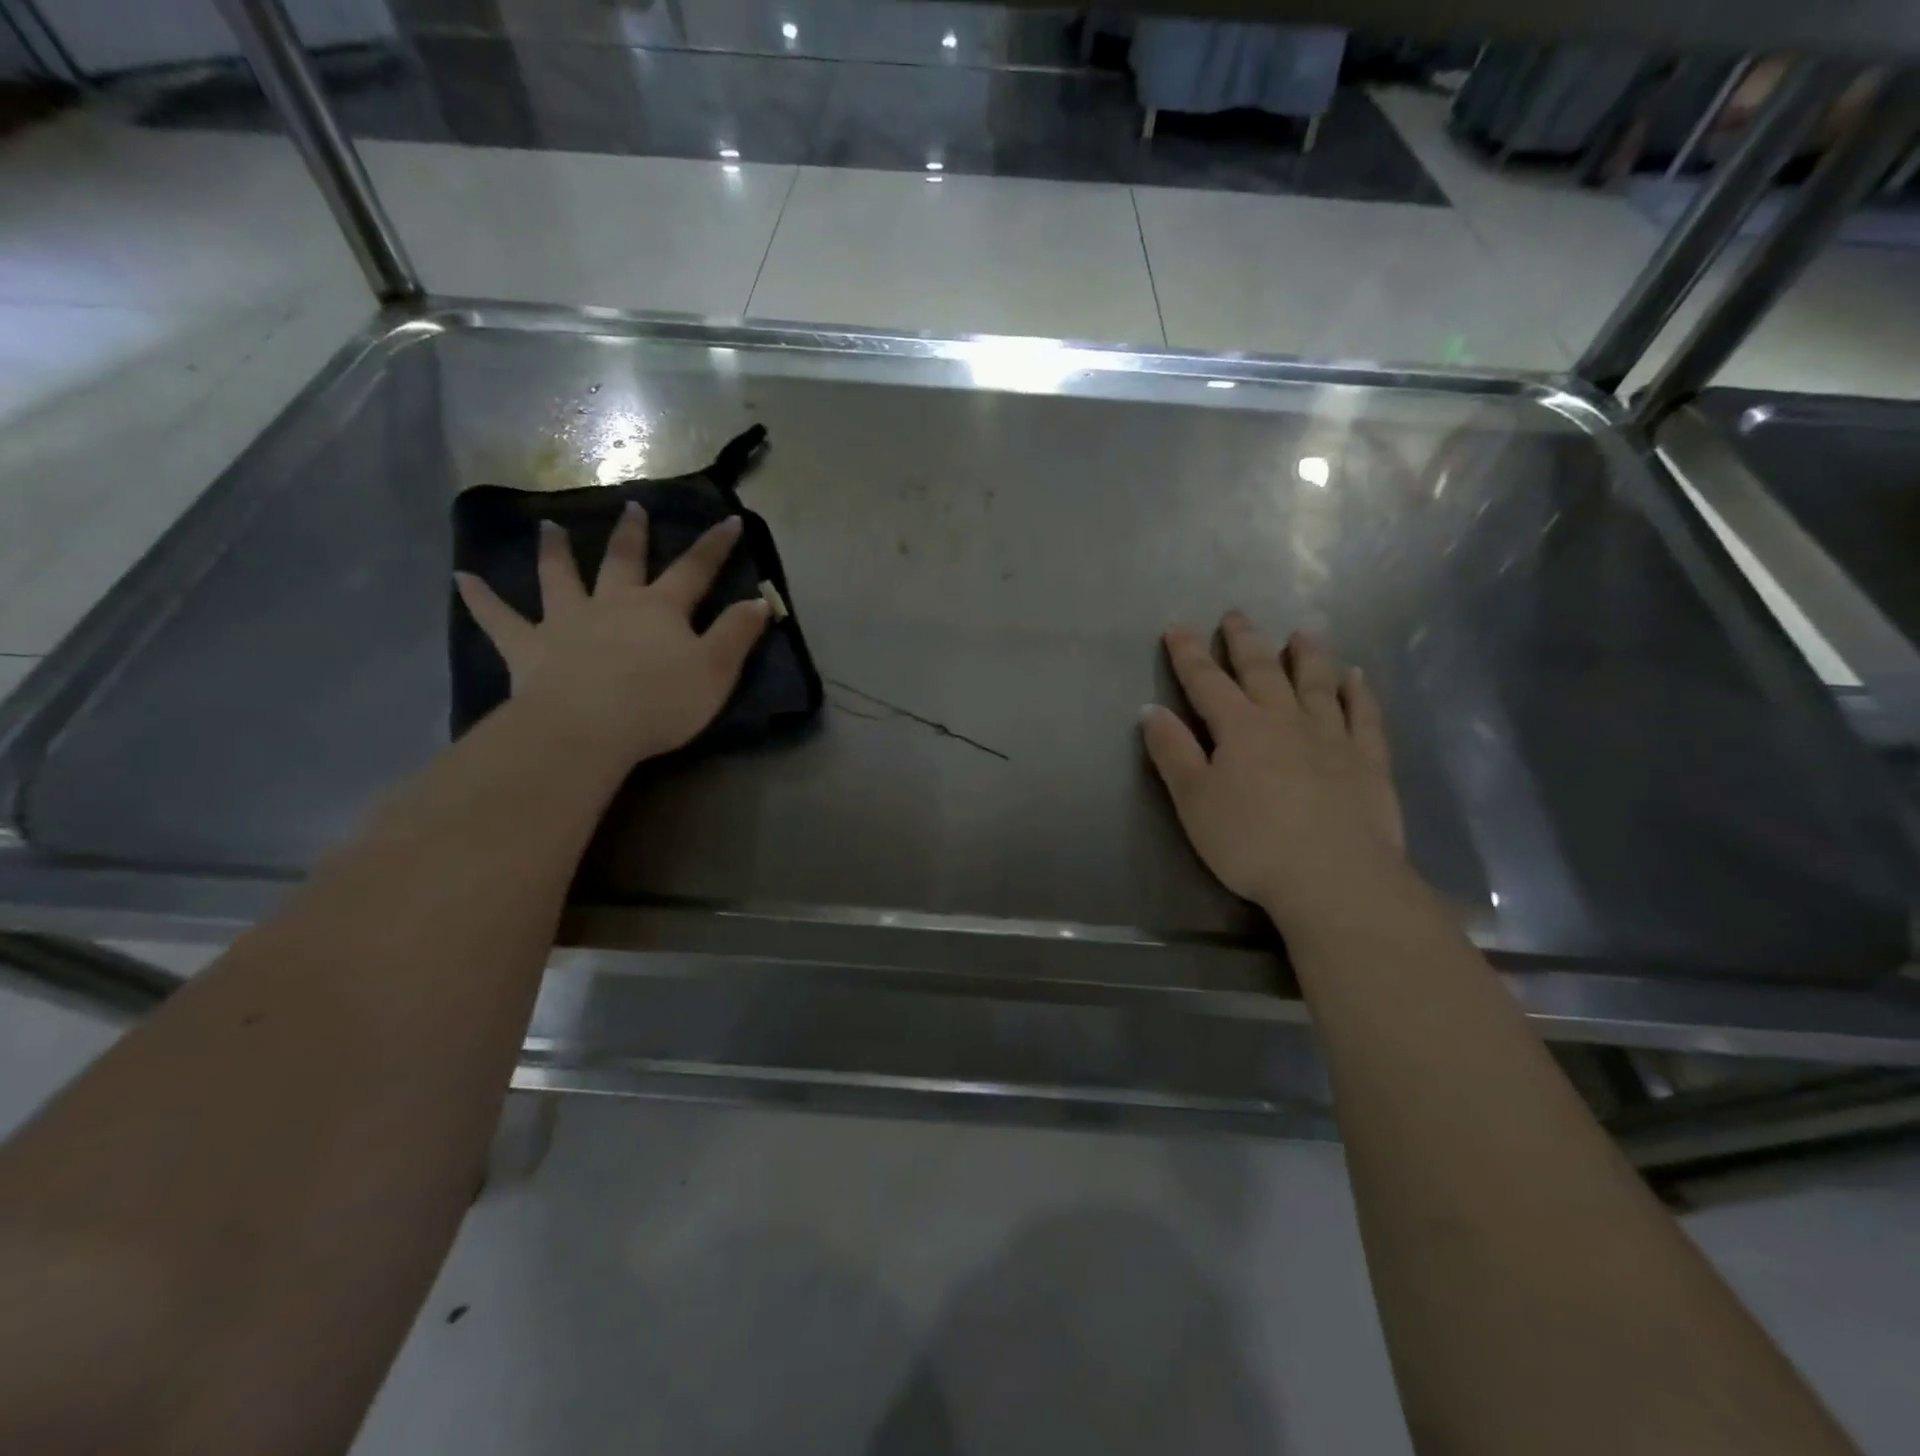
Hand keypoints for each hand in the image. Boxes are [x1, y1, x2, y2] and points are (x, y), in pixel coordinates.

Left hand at [455, 507, 769, 769]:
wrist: (588, 728)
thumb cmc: (660, 701)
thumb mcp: (715, 671)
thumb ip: (737, 634)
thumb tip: (759, 600)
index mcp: (660, 610)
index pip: (695, 570)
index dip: (715, 546)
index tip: (730, 520)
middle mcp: (612, 604)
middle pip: (623, 561)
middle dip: (632, 535)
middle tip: (631, 506)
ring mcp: (566, 622)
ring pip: (559, 578)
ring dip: (555, 552)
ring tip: (547, 526)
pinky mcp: (529, 648)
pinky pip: (499, 620)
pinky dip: (481, 599)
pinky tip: (461, 578)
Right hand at [1142, 612, 1403, 922]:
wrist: (1334, 878)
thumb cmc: (1251, 842)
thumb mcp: (1194, 801)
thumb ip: (1173, 752)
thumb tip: (1151, 709)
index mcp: (1239, 729)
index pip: (1207, 682)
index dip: (1189, 655)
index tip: (1177, 627)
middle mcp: (1286, 721)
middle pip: (1262, 672)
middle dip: (1245, 642)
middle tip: (1237, 614)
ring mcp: (1332, 738)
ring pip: (1317, 685)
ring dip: (1308, 655)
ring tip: (1304, 631)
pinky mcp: (1368, 762)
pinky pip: (1364, 718)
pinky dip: (1359, 694)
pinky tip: (1357, 678)